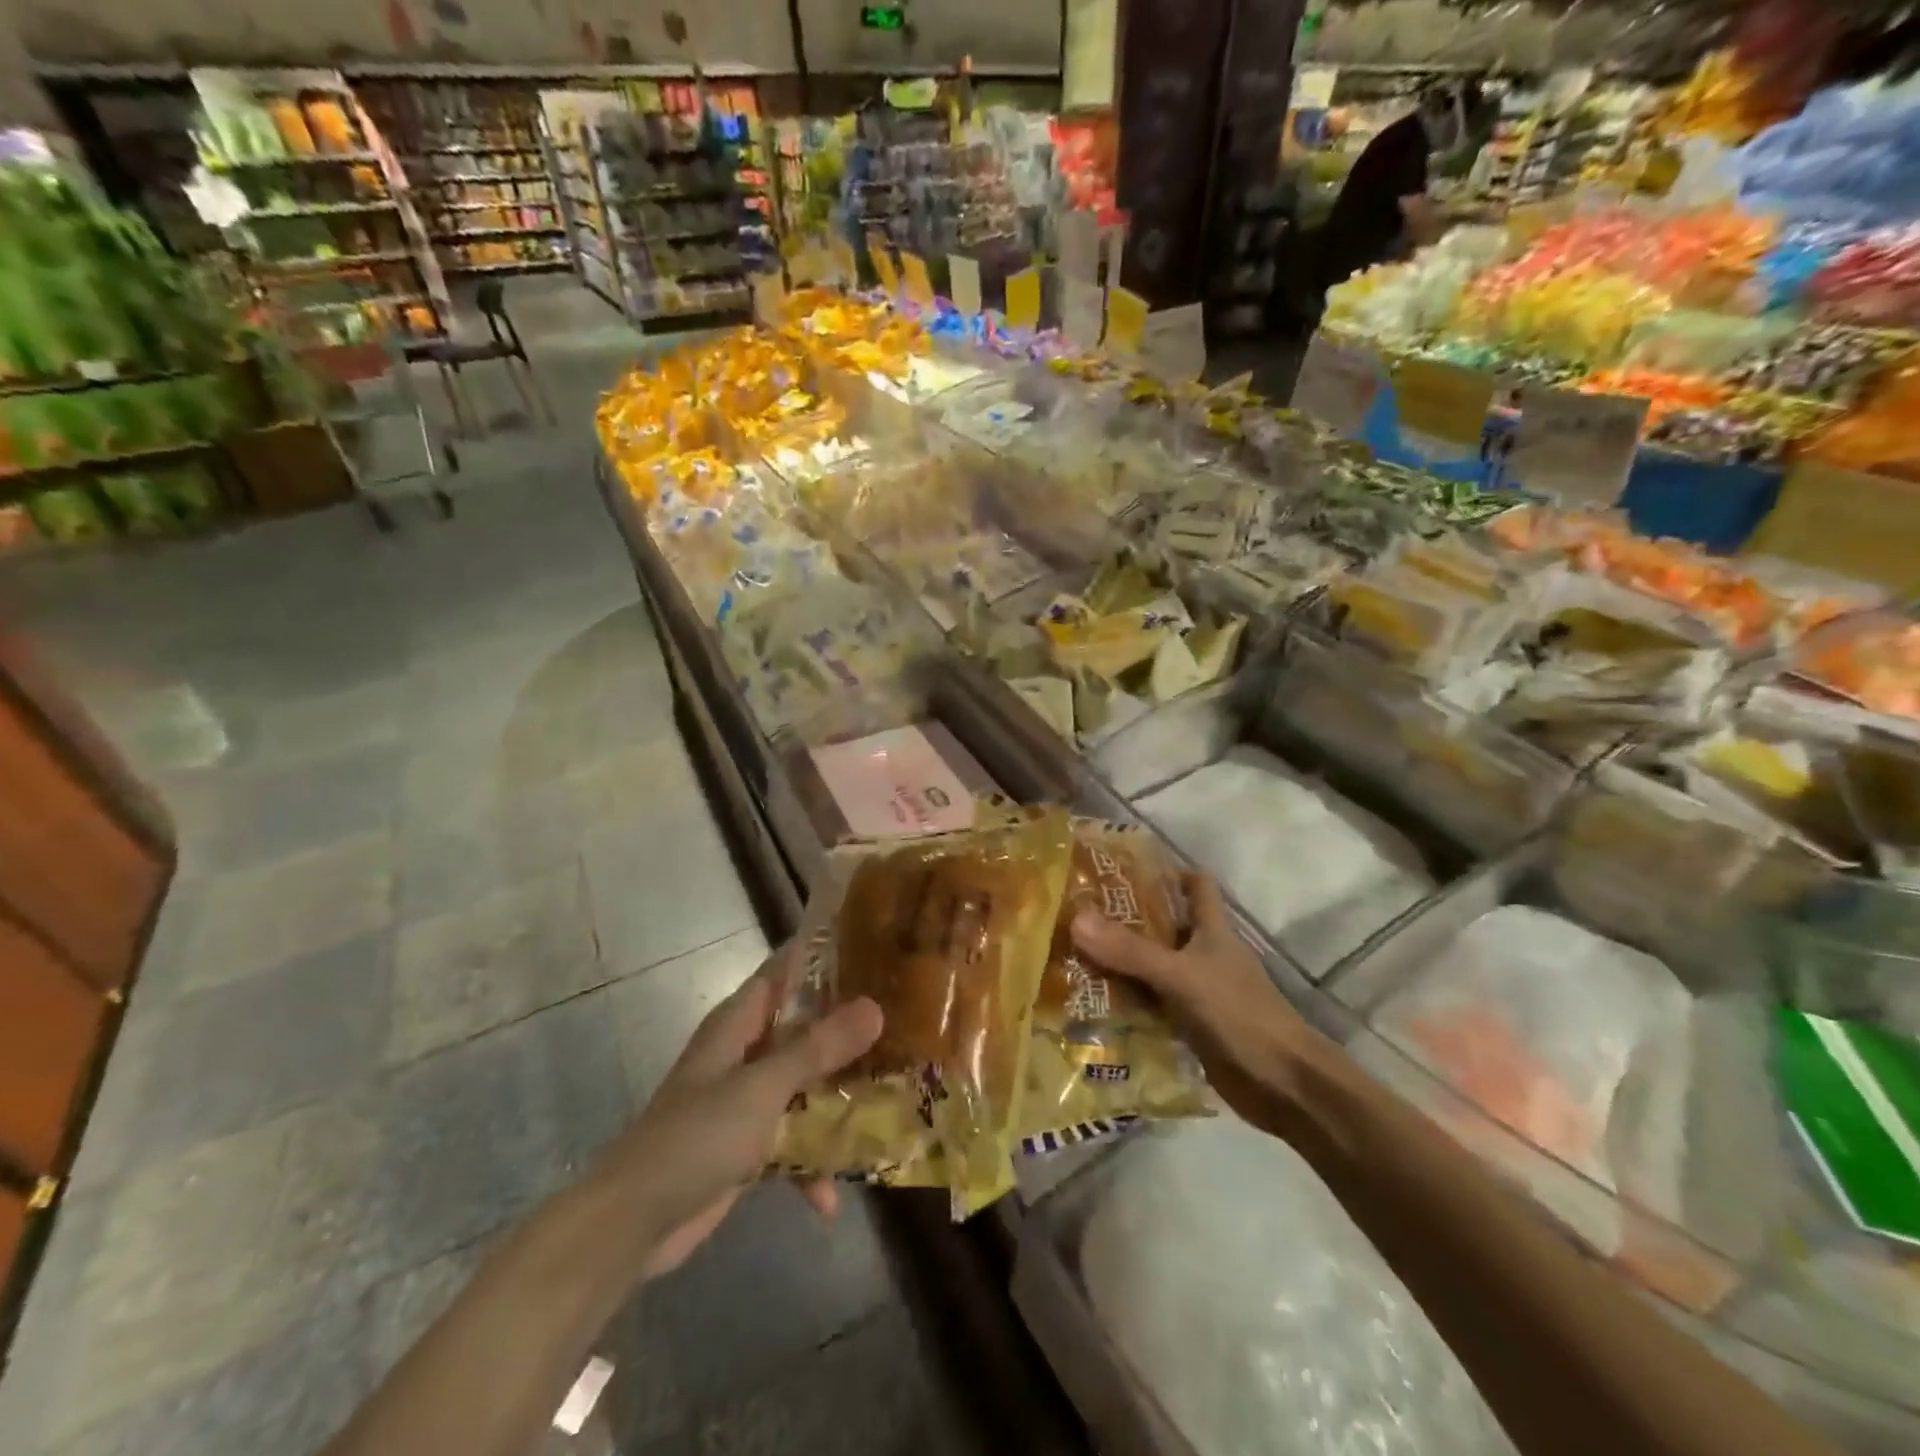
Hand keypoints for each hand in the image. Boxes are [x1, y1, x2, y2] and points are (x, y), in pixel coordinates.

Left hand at [590, 943, 882, 1279]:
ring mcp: (745, 1102)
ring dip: (836, 1100)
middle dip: (847, 1032)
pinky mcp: (746, 1147)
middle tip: (901, 1026)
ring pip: (803, 1085)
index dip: (823, 957)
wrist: (633, 1224)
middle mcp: (744, 1054)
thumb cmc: (696, 1136)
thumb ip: (818, 1049)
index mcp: (738, 1023)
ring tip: (888, 1106)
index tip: (875, 951)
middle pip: (803, 1029)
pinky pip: (791, 1142)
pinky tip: (829, 1200)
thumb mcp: (762, 1086)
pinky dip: (809, 1165)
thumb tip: (875, 1008)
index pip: (784, 971)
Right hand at [1070, 873, 1311, 1124]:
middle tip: (1078, 913)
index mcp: (1212, 931)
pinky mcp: (1191, 1027)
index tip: (1123, 868)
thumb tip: (1076, 919)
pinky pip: (1152, 1007)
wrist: (1284, 1086)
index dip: (1167, 871)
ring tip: (1072, 954)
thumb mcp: (1181, 977)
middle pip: (1164, 927)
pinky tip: (1091, 1004)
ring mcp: (1198, 992)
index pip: (1196, 886)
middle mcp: (1204, 956)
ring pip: (1153, 968)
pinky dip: (1127, 1005)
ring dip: (1121, 964)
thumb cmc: (1239, 1015)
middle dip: (1126, 920)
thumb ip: (1131, 951)